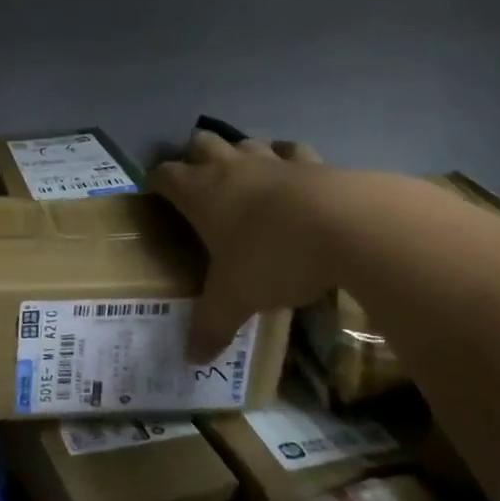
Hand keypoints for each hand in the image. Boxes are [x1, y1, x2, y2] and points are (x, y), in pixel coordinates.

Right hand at [151, 131, 335, 360]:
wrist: (344, 226)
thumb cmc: (272, 257)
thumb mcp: (235, 299)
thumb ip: (211, 325)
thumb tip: (190, 359)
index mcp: (200, 193)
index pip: (165, 175)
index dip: (157, 182)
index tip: (155, 195)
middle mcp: (230, 167)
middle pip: (201, 142)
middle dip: (194, 156)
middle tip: (198, 183)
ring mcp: (272, 160)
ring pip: (245, 141)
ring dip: (239, 154)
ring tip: (243, 177)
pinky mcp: (313, 162)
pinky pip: (292, 152)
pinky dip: (287, 159)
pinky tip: (293, 174)